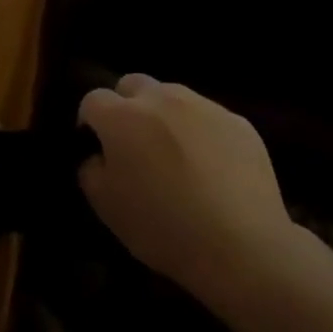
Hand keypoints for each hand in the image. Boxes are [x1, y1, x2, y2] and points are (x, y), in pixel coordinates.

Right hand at [78, 75, 297, 303]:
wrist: (242, 247)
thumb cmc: (162, 227)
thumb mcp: (105, 206)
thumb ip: (90, 169)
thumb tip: (98, 155)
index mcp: (122, 116)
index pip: (93, 99)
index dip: (90, 122)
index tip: (97, 148)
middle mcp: (160, 99)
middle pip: (133, 84)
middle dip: (127, 106)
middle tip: (134, 144)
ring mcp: (203, 106)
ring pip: (173, 96)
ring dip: (165, 116)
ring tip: (176, 154)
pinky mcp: (239, 122)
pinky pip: (209, 118)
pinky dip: (202, 133)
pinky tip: (212, 169)